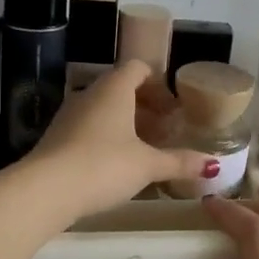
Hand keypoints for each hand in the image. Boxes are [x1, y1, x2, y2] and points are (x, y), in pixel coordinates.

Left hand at [21, 60, 214, 219]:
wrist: (45, 190)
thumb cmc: (103, 166)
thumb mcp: (147, 165)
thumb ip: (179, 162)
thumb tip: (212, 164)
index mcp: (113, 89)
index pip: (137, 68)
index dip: (158, 83)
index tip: (173, 108)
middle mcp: (89, 94)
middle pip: (120, 88)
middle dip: (145, 106)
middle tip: (164, 130)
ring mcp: (69, 115)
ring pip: (103, 109)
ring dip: (125, 123)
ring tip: (144, 149)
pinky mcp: (56, 137)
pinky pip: (88, 127)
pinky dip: (106, 137)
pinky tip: (116, 164)